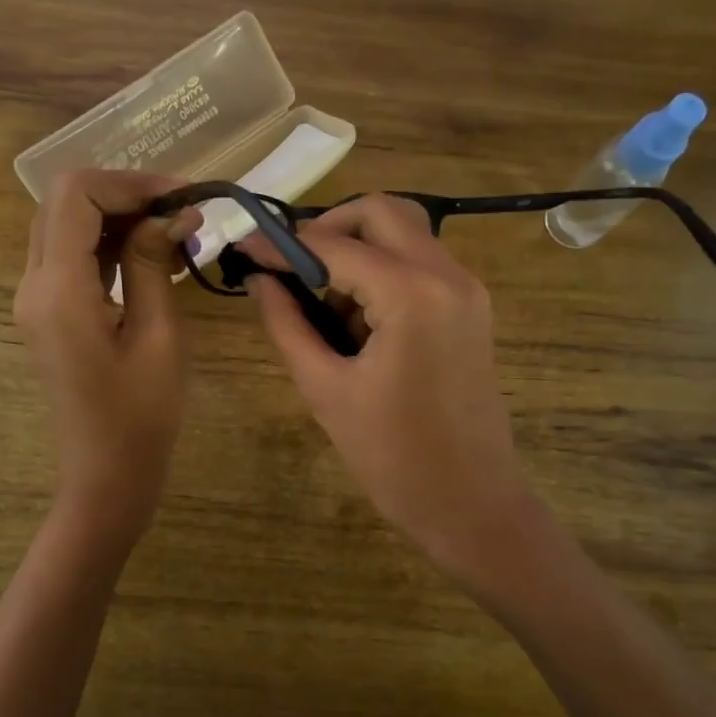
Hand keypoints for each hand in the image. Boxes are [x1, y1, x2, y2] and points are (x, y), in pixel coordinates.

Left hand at [14, 171, 200, 528]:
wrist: (106, 476)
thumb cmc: (141, 417)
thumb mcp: (159, 337)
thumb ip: (155, 264)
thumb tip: (173, 212)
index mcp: (58, 290)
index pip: (76, 195)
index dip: (129, 184)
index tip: (181, 199)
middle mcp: (33, 285)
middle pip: (63, 203)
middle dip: (122, 196)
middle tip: (180, 213)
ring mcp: (34, 301)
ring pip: (65, 227)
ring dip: (116, 219)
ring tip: (174, 235)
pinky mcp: (46, 315)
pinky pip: (69, 259)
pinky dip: (106, 245)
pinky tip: (151, 258)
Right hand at [246, 195, 541, 572]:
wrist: (471, 503)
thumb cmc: (392, 457)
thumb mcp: (325, 389)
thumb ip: (287, 324)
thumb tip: (259, 279)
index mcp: (412, 294)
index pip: (334, 245)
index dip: (282, 244)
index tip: (243, 248)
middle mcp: (448, 275)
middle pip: (381, 213)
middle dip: (328, 229)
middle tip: (291, 269)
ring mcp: (467, 290)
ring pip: (405, 234)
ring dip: (359, 251)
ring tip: (324, 305)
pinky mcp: (472, 310)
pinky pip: (422, 265)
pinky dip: (384, 272)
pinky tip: (359, 321)